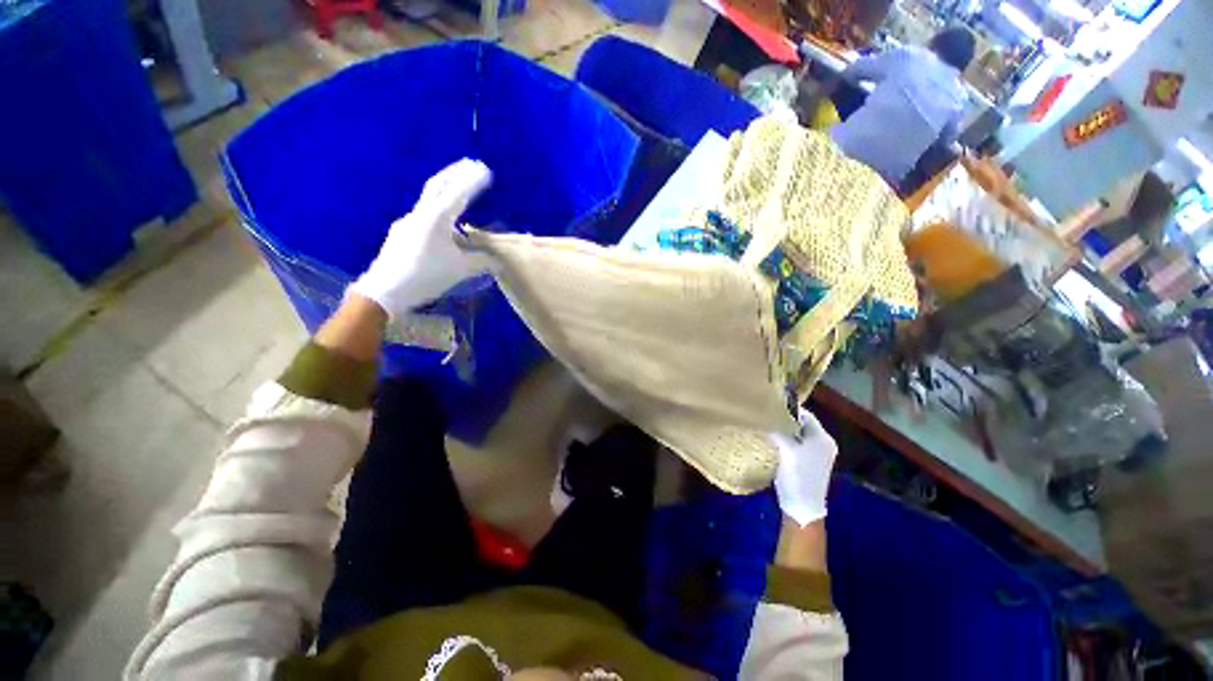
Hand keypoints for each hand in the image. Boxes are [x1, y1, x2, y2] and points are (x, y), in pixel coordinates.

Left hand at [349, 158, 492, 318]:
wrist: (386, 290)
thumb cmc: (426, 276)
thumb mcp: (460, 269)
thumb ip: (481, 262)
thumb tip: (498, 261)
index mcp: (435, 219)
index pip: (457, 193)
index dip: (472, 181)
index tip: (485, 170)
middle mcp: (420, 214)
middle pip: (438, 185)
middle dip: (456, 173)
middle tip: (470, 164)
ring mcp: (408, 222)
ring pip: (431, 201)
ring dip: (447, 192)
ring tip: (463, 195)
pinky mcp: (403, 233)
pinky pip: (425, 216)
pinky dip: (440, 212)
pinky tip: (447, 227)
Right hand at [771, 408, 837, 526]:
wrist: (802, 507)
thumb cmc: (797, 475)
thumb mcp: (785, 449)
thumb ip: (778, 429)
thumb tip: (766, 416)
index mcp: (823, 438)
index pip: (806, 414)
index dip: (788, 409)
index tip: (770, 406)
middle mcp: (824, 444)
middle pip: (802, 424)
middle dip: (785, 420)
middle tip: (767, 416)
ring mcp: (818, 455)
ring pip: (799, 435)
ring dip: (785, 431)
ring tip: (768, 428)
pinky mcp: (811, 463)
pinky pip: (798, 445)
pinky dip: (787, 441)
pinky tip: (774, 443)